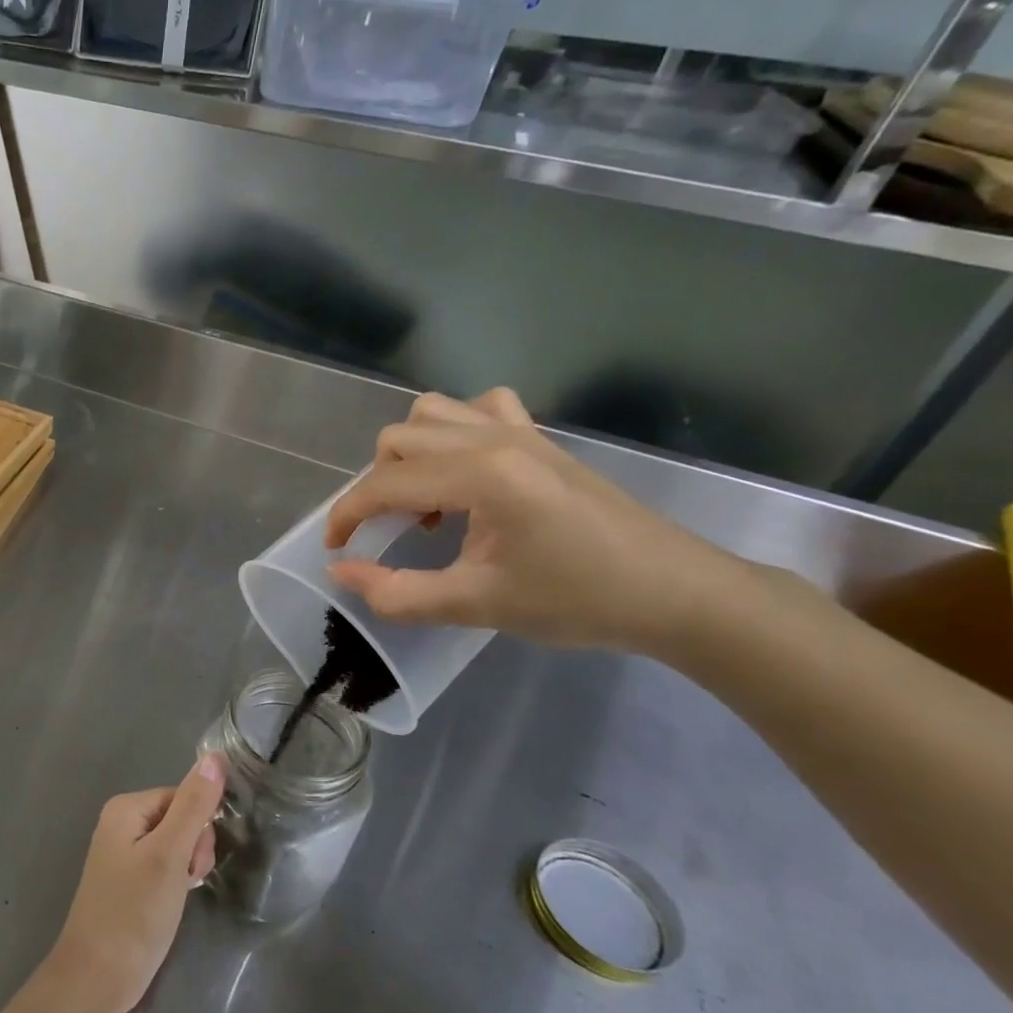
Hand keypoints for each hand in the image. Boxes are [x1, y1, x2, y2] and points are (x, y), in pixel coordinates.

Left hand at [43, 756, 224, 1012]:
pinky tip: (172, 904)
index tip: (193, 864)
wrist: (97, 978)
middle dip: (193, 850)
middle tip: (184, 883)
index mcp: (126, 807)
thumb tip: (215, 756)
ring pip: (177, 845)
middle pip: (181, 819)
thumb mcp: (169, 856)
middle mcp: (122, 822)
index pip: (184, 797)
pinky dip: (175, 883)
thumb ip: (193, 806)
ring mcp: (124, 852)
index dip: (199, 829)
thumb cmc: (134, 913)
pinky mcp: (130, 880)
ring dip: (187, 869)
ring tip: (177, 898)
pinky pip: (165, 866)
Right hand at [324, 388, 749, 655]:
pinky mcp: (540, 438)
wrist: (675, 593)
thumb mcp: (476, 605)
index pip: (385, 483)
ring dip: (410, 454)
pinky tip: (465, 471)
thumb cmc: (577, 601)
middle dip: (376, 486)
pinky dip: (455, 431)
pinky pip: (480, 408)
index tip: (337, 550)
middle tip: (388, 534)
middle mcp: (494, 438)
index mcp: (480, 475)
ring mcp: (520, 431)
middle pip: (399, 439)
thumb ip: (397, 592)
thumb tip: (340, 571)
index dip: (347, 516)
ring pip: (432, 413)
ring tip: (426, 502)